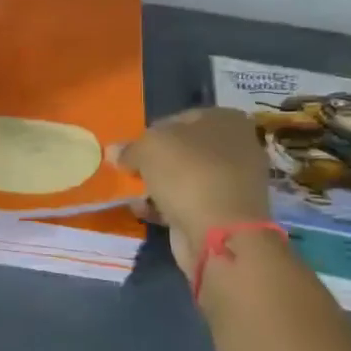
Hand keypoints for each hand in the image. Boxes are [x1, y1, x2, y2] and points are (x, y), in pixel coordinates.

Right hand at [112, 108, 274, 274]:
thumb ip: (130, 148)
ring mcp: (234, 181)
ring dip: (158, 186)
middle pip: (183, 150)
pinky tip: (147, 212)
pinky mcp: (226, 212)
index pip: (178, 118)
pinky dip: (168, 206)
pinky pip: (190, 202)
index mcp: (225, 119)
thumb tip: (114, 151)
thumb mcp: (148, 148)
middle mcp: (236, 146)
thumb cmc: (188, 173)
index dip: (151, 133)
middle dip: (155, 162)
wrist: (220, 232)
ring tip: (135, 196)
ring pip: (185, 177)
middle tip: (131, 172)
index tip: (132, 150)